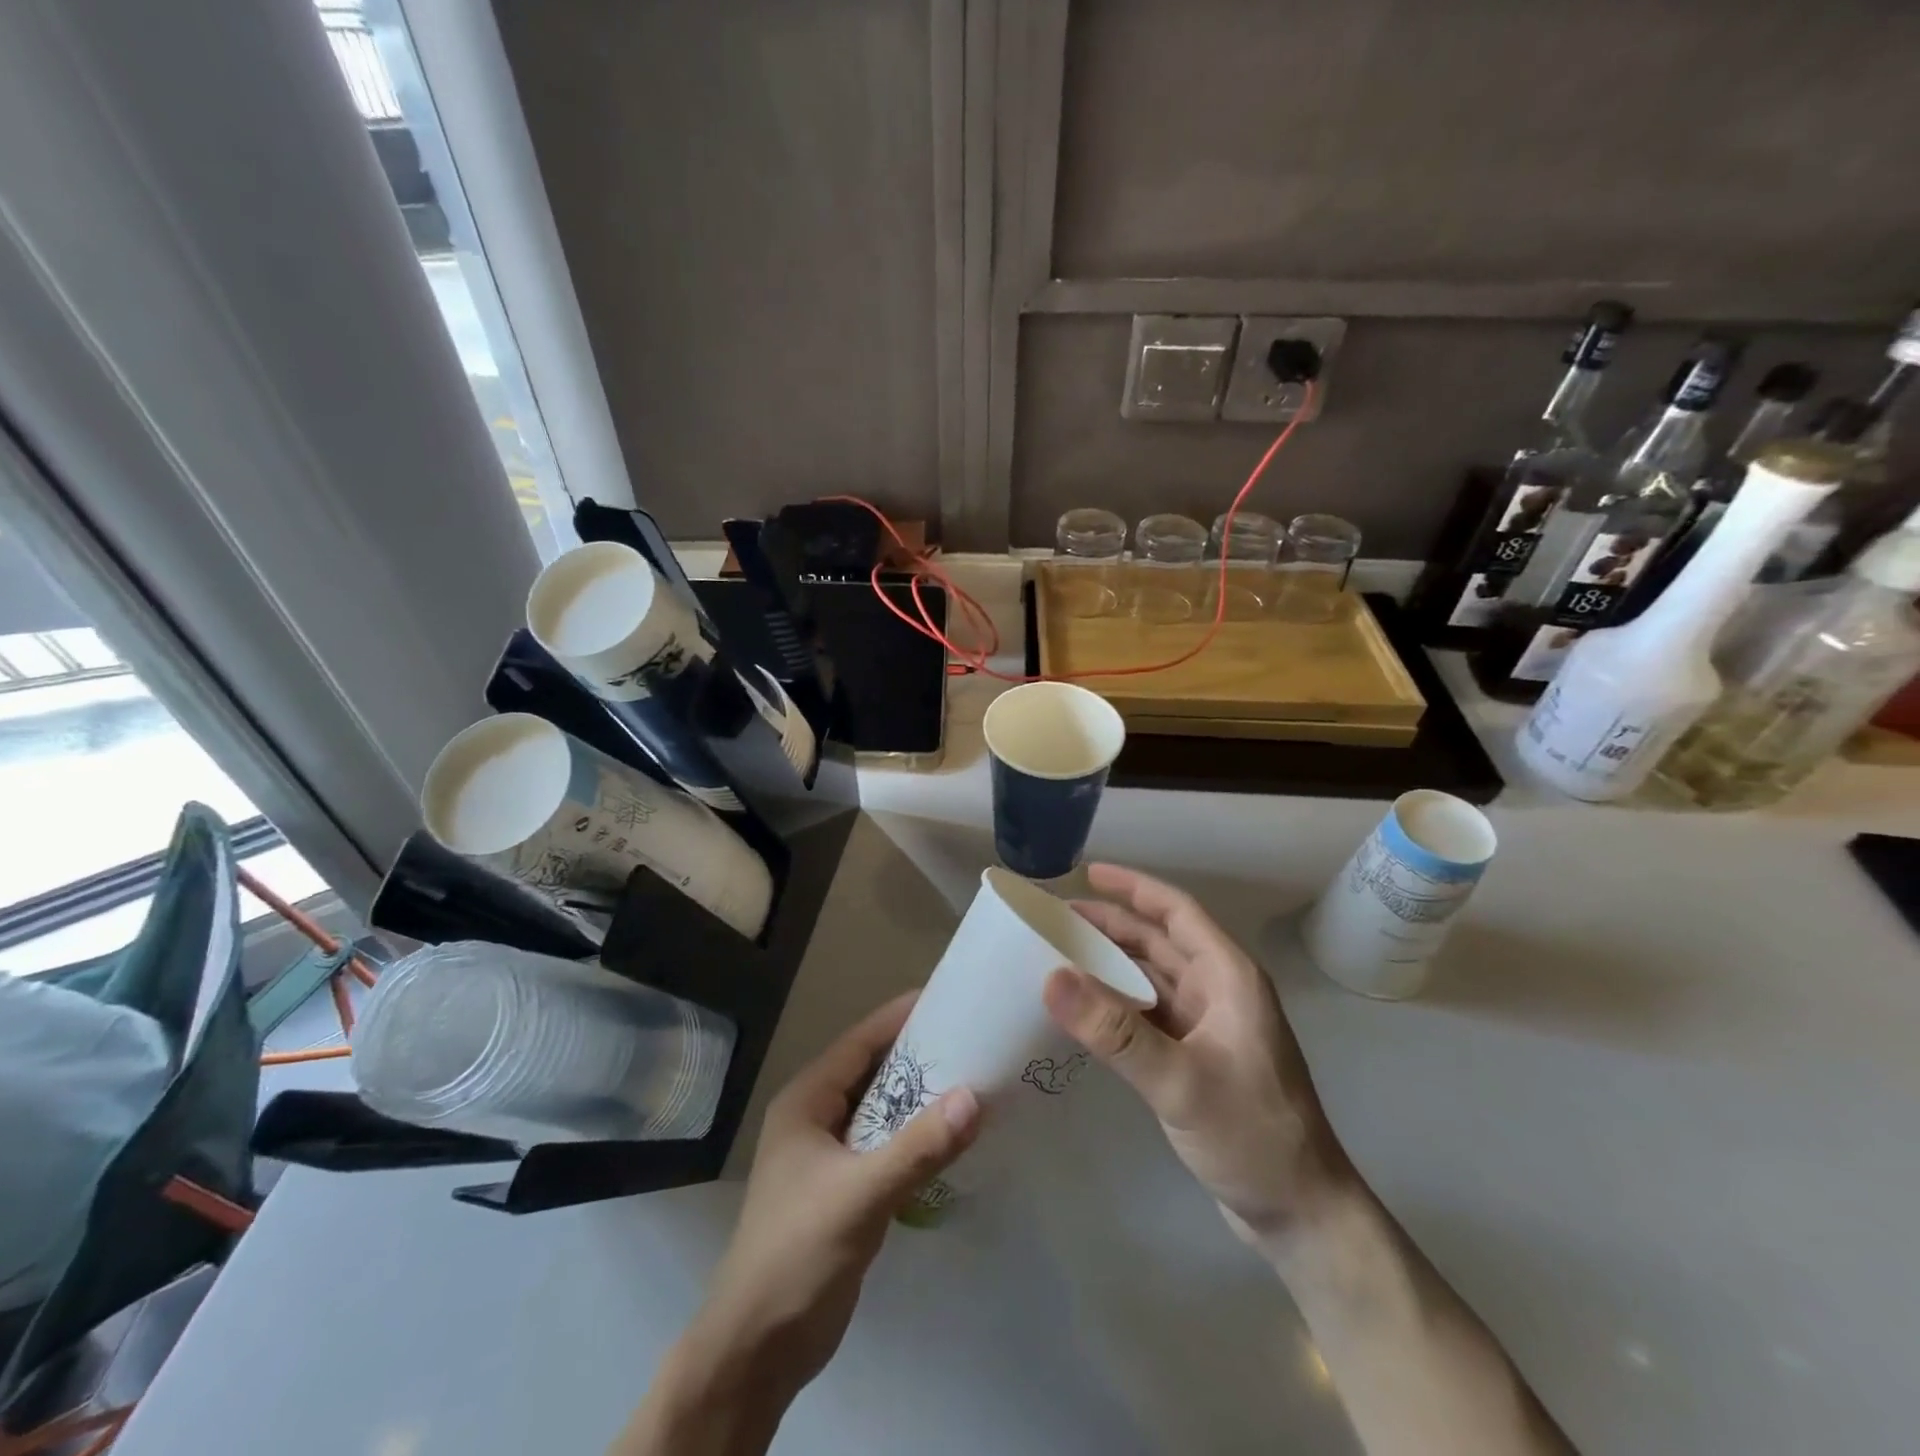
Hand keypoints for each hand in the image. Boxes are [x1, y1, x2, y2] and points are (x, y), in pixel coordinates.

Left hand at [684, 994, 981, 1402]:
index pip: (860, 1041)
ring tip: (974, 1081)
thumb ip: (918, 1148)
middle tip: (974, 1040)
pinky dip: (915, 1137)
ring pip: (882, 1110)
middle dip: (919, 1057)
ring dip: (920, 1099)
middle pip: (874, 1072)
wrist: (757, 1350)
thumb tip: (975, 1096)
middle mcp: (816, 1118)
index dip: (901, 1017)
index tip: (950, 999)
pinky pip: (886, 1146)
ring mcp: (828, 1156)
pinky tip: (952, 1138)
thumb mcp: (860, 1195)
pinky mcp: (844, 1189)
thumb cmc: (797, 1254)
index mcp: (807, 1101)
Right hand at [1043, 863, 1346, 1243]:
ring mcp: (1209, 1026)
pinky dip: (1117, 1004)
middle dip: (1111, 925)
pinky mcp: (1197, 1057)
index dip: (1134, 887)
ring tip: (1060, 955)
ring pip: (1152, 978)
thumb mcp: (1179, 1081)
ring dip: (1111, 964)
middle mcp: (1219, 992)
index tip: (1088, 872)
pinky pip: (1149, 1014)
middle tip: (1056, 919)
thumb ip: (1114, 1030)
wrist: (1302, 1215)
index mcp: (1228, 978)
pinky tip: (1085, 1009)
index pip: (1177, 912)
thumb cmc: (1252, 1136)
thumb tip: (1051, 976)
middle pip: (1159, 941)